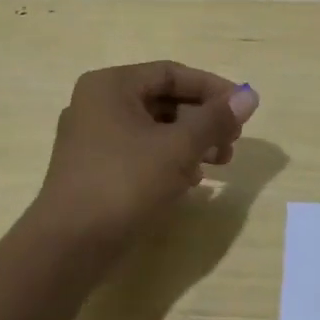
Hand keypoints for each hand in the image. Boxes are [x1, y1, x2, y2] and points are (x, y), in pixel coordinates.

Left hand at [32, 61, 259, 256]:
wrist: (69, 245)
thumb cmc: (124, 183)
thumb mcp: (178, 148)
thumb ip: (215, 119)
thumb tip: (250, 96)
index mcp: (111, 86)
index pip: (172, 73)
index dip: (212, 88)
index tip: (243, 108)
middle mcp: (97, 104)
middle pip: (163, 100)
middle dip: (204, 119)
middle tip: (234, 141)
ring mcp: (92, 138)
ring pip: (154, 129)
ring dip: (191, 141)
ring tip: (220, 163)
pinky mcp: (94, 169)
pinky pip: (140, 152)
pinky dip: (169, 159)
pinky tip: (192, 180)